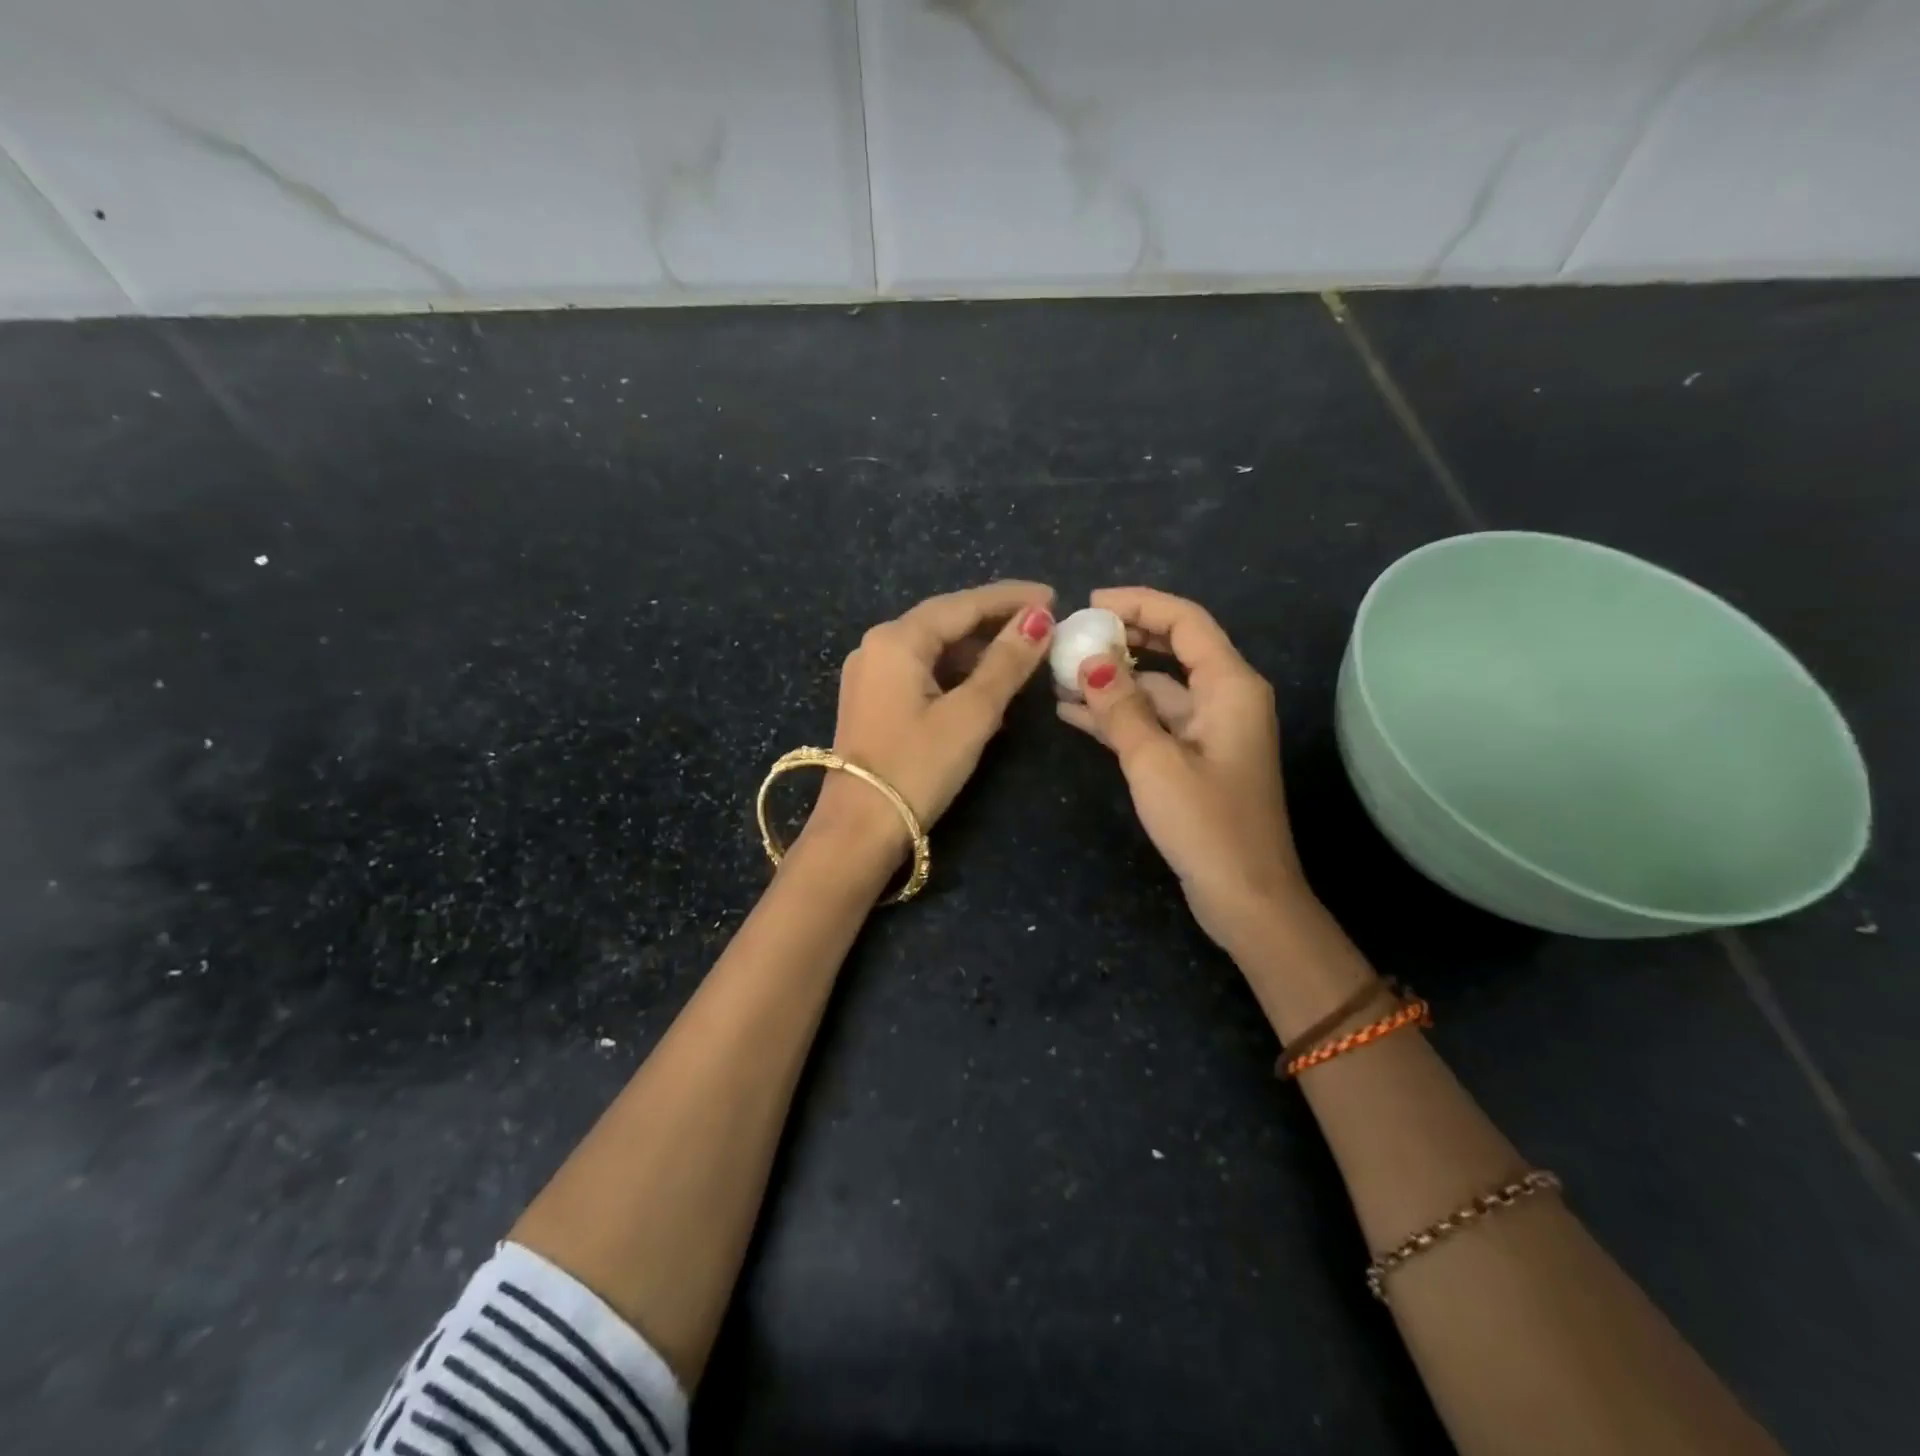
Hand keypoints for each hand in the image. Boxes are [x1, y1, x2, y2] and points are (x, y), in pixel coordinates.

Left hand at [802, 580, 1056, 866]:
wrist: (859, 829)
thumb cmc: (917, 767)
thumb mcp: (971, 714)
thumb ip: (1006, 663)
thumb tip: (1039, 619)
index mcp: (897, 640)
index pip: (963, 604)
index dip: (1011, 598)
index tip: (1054, 596)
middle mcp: (877, 646)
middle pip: (946, 621)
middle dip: (995, 621)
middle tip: (1044, 623)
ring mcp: (870, 674)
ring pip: (934, 648)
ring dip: (977, 650)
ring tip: (1023, 655)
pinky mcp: (873, 701)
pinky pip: (922, 672)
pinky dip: (956, 674)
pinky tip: (986, 687)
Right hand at [1057, 587, 1308, 950]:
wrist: (1245, 897)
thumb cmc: (1206, 824)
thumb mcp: (1154, 761)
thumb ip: (1120, 707)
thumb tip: (1089, 661)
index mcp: (1230, 686)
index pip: (1185, 621)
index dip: (1139, 603)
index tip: (1090, 603)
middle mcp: (1224, 698)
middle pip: (1172, 649)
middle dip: (1122, 638)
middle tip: (1072, 637)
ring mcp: (1209, 730)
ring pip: (1156, 688)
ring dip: (1113, 681)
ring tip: (1060, 675)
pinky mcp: (1194, 759)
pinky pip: (1153, 722)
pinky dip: (1118, 715)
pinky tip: (1074, 714)